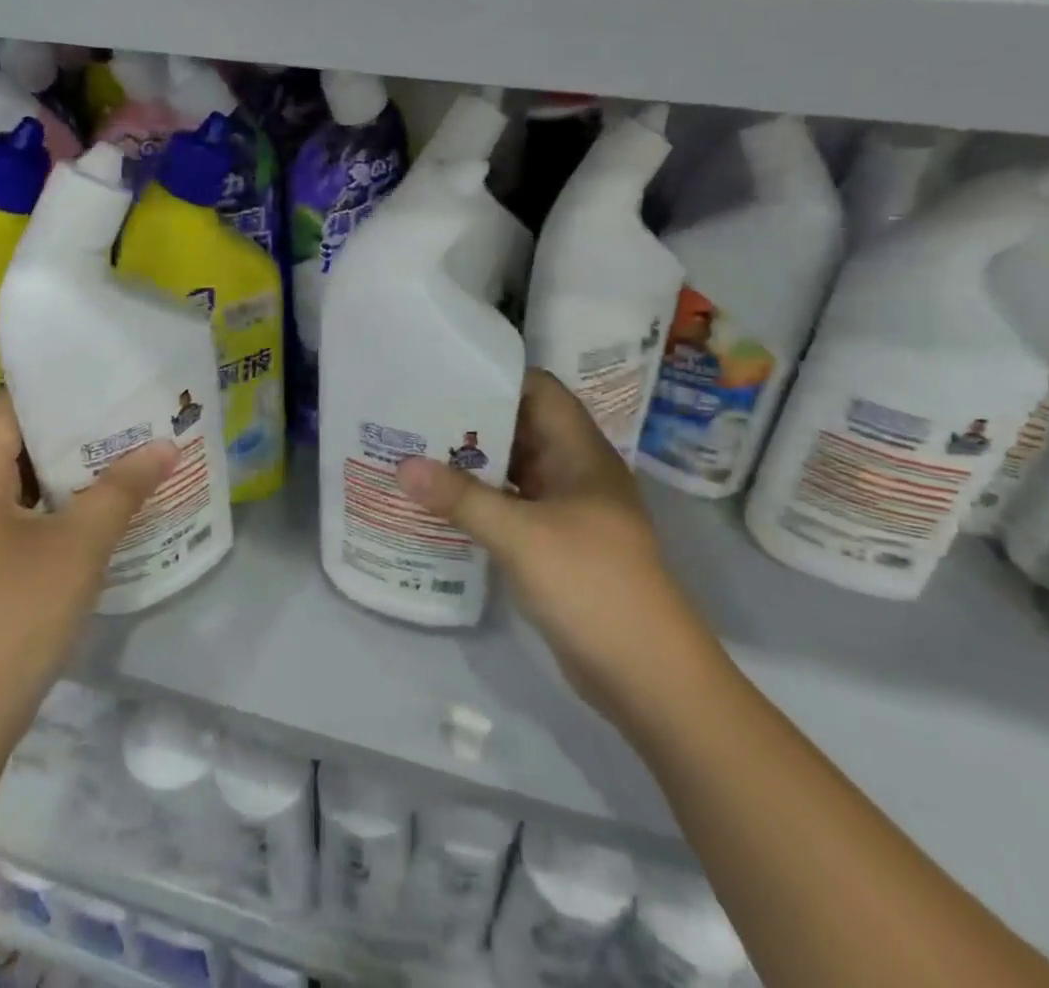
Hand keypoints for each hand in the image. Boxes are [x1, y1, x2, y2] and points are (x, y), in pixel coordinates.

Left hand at [0, 391, 177, 745]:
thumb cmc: (14, 615)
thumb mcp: (79, 545)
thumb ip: (123, 489)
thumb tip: (165, 445)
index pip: (6, 411)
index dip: (50, 387)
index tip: (100, 372)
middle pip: (15, 448)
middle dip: (72, 430)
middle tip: (128, 411)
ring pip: (21, 490)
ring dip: (69, 474)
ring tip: (125, 453)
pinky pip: (21, 524)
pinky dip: (58, 510)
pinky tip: (101, 513)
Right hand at [396, 370, 715, 718]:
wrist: (647, 676)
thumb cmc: (592, 585)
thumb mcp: (521, 536)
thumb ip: (461, 498)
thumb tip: (401, 466)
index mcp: (581, 452)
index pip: (539, 389)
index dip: (496, 376)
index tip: (444, 373)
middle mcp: (574, 472)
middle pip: (521, 427)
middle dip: (472, 419)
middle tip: (414, 411)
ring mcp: (566, 510)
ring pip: (514, 470)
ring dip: (472, 462)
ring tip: (415, 449)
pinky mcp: (555, 544)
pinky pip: (512, 506)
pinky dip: (480, 500)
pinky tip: (439, 501)